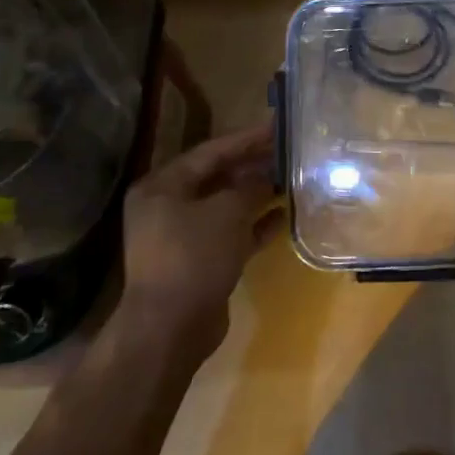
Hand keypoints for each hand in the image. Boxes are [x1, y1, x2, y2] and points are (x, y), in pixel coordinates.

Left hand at [109, 122, 278, 365]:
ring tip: (291, 180)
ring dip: (256, 195)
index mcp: (162, 186)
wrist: (171, 328)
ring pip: (225, 206)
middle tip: (288, 153)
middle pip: (217, 177)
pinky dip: (254, 225)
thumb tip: (267, 175)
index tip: (277, 126)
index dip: (246, 139)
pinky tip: (284, 217)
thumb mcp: (227, 211)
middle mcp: (167, 207)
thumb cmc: (194, 255)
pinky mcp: (199, 262)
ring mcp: (182, 237)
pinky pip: (230, 234)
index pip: (211, 152)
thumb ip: (250, 186)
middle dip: (253, 166)